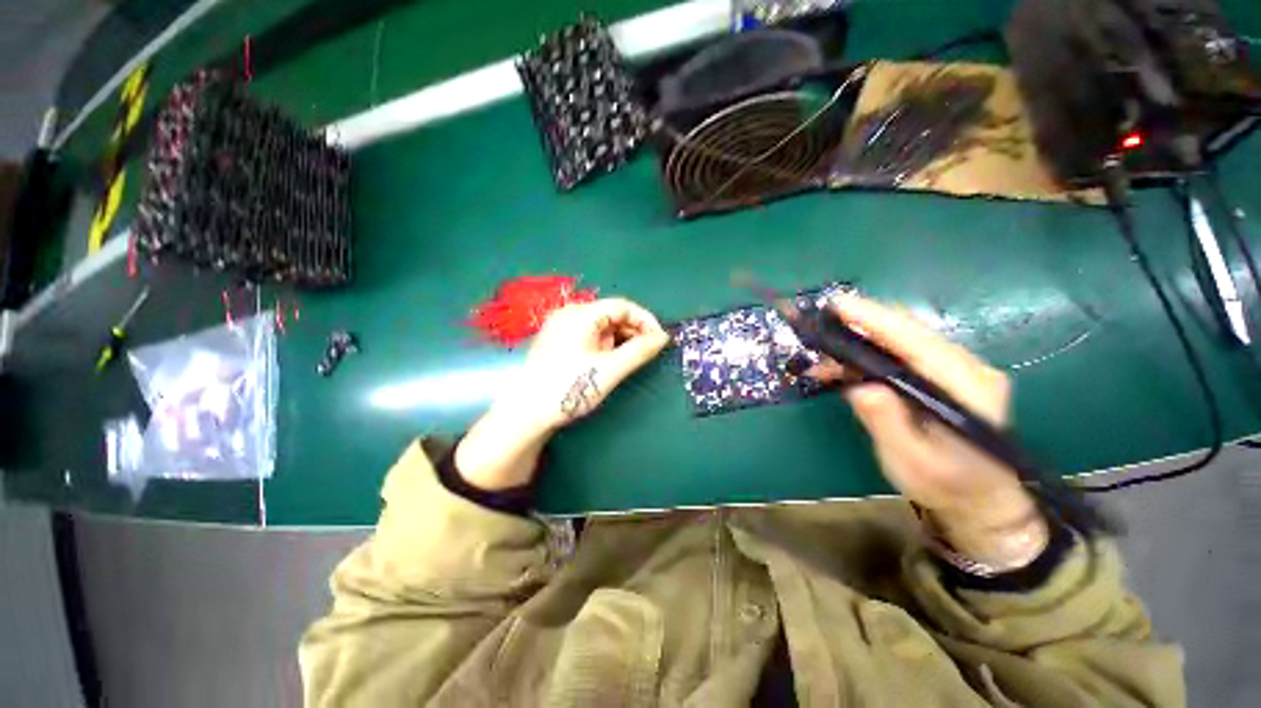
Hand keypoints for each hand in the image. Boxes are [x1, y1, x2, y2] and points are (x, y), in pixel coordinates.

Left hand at [456, 298, 669, 490]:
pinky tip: (607, 362)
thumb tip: (663, 338)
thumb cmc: (568, 389)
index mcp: (580, 314)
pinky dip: (605, 345)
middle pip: (611, 314)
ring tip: (626, 362)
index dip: (645, 320)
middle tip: (646, 353)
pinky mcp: (558, 341)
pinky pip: (590, 335)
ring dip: (619, 340)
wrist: (525, 414)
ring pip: (601, 326)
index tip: (659, 340)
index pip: (622, 305)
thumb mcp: (609, 370)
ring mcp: (561, 327)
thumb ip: (639, 351)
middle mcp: (569, 314)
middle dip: (632, 331)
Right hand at [807, 294, 1045, 563]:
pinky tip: (849, 363)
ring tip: (827, 355)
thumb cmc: (945, 485)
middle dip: (862, 324)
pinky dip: (874, 350)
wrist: (981, 499)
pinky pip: (908, 349)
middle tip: (821, 333)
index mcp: (967, 388)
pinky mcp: (950, 372)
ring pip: (907, 336)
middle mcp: (970, 367)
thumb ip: (887, 422)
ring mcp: (963, 367)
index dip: (875, 319)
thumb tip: (858, 386)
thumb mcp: (910, 461)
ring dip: (863, 337)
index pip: (917, 341)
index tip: (838, 307)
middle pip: (911, 330)